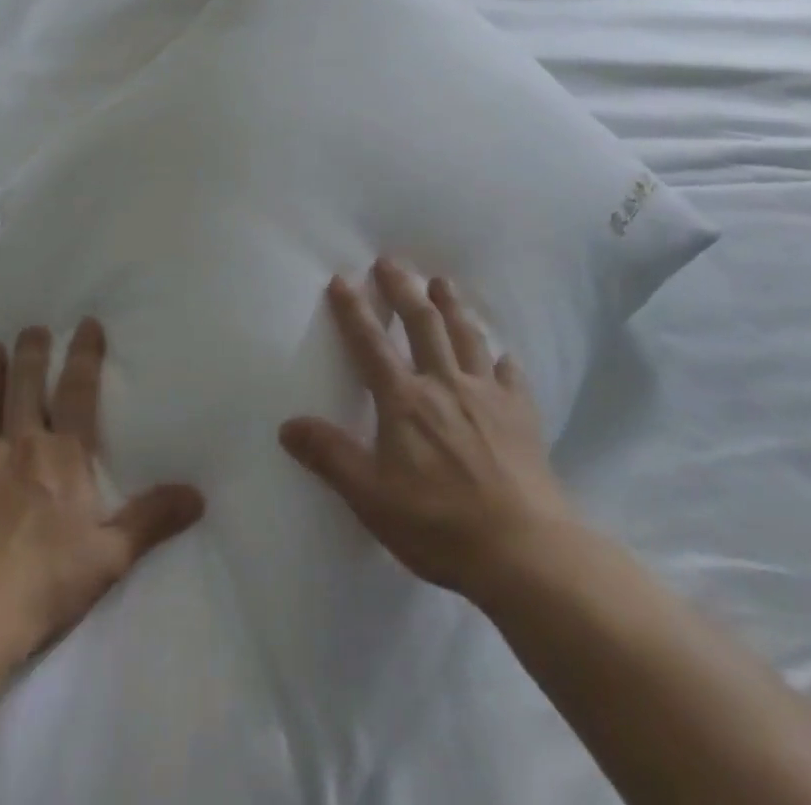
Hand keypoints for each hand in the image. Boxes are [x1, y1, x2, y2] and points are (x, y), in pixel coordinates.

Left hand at [0, 320, 204, 660]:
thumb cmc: (44, 583)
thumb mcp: (111, 555)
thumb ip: (153, 519)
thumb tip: (199, 495)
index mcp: (64, 456)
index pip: (78, 391)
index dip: (84, 355)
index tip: (86, 324)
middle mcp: (20, 444)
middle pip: (26, 385)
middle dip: (31, 353)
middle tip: (32, 328)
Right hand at [279, 258, 577, 602]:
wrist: (522, 549)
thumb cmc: (438, 525)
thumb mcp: (371, 498)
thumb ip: (331, 457)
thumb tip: (287, 425)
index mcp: (405, 401)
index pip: (371, 344)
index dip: (354, 310)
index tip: (342, 279)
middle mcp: (445, 383)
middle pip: (423, 323)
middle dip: (403, 289)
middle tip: (391, 261)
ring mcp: (487, 394)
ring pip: (467, 336)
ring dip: (452, 306)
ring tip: (442, 282)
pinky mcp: (521, 413)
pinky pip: (510, 375)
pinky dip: (502, 360)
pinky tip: (502, 355)